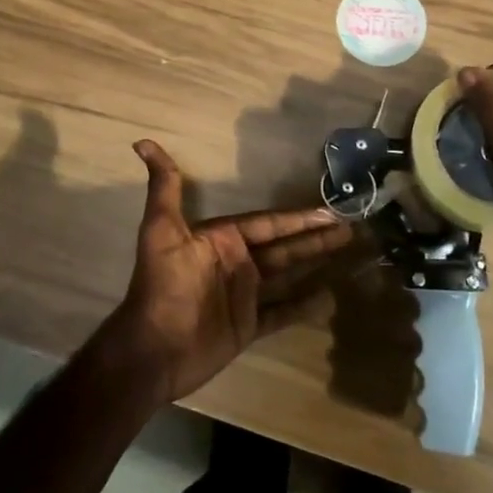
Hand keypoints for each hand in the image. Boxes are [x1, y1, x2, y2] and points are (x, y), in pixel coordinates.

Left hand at [98, 140, 355, 403]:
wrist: (153, 350)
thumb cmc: (162, 286)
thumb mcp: (161, 230)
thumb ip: (164, 187)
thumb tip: (141, 143)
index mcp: (222, 238)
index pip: (268, 223)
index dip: (299, 217)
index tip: (330, 211)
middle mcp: (237, 262)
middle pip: (284, 245)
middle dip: (316, 236)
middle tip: (351, 228)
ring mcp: (244, 295)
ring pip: (288, 273)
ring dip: (316, 262)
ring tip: (349, 253)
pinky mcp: (248, 326)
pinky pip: (283, 311)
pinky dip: (304, 305)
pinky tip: (329, 297)